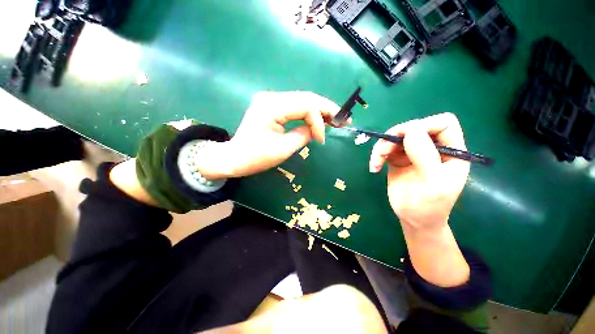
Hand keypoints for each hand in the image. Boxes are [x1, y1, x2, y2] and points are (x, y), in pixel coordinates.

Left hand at [198, 91, 340, 178]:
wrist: (235, 157)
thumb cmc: (256, 157)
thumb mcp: (283, 149)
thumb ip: (304, 135)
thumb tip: (317, 129)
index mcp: (272, 107)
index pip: (305, 106)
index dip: (318, 121)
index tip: (322, 139)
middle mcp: (271, 97)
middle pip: (306, 98)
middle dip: (326, 109)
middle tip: (343, 119)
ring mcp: (270, 99)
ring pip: (302, 100)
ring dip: (319, 110)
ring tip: (334, 119)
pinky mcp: (271, 105)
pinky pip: (295, 105)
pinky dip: (308, 112)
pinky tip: (318, 119)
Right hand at [369, 113, 469, 229]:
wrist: (413, 219)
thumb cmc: (429, 205)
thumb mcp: (432, 183)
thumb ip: (425, 155)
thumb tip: (410, 129)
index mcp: (451, 151)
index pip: (443, 123)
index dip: (425, 125)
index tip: (406, 138)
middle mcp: (432, 148)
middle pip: (414, 127)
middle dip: (396, 137)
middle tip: (383, 152)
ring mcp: (414, 152)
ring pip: (396, 137)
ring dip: (382, 147)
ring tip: (376, 163)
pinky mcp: (398, 159)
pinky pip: (386, 149)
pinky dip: (377, 155)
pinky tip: (374, 167)